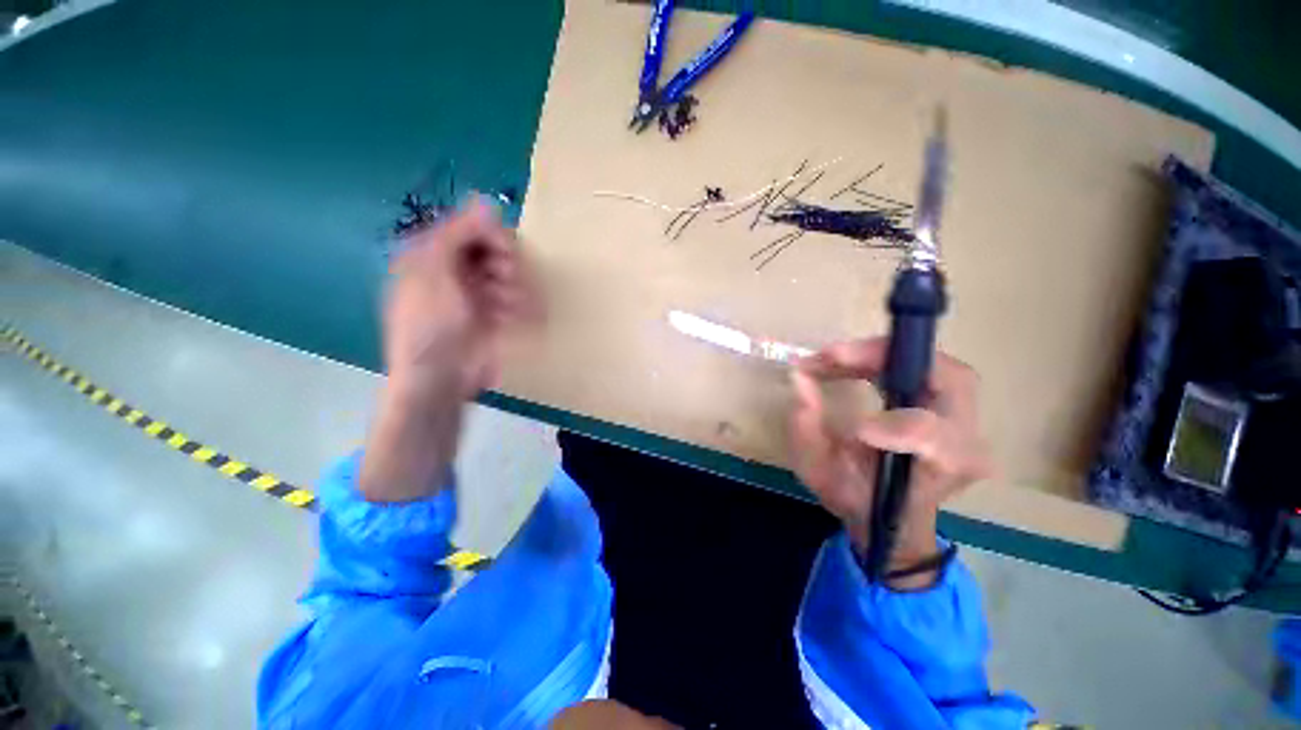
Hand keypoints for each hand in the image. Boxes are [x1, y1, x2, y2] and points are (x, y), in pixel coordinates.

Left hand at [360, 199, 531, 501]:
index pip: (472, 228)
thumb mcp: (436, 273)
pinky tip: (510, 320)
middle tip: (504, 281)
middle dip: (505, 265)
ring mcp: (477, 294)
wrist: (439, 379)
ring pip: (510, 276)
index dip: (492, 236)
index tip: (504, 254)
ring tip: (505, 308)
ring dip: (513, 289)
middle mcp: (456, 270)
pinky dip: (518, 308)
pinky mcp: (494, 315)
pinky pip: (516, 300)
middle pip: (495, 251)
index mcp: (433, 254)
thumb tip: (486, 200)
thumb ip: (459, 234)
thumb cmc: (430, 324)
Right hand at [789, 338, 991, 587]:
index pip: (935, 439)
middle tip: (831, 358)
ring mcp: (964, 421)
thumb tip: (800, 377)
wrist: (892, 517)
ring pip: (937, 366)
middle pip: (947, 379)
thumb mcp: (819, 472)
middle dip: (885, 359)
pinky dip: (886, 359)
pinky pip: (924, 367)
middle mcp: (965, 443)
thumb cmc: (856, 499)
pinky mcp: (951, 406)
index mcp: (936, 472)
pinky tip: (851, 363)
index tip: (855, 427)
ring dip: (881, 355)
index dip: (896, 425)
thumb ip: (806, 429)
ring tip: (833, 360)